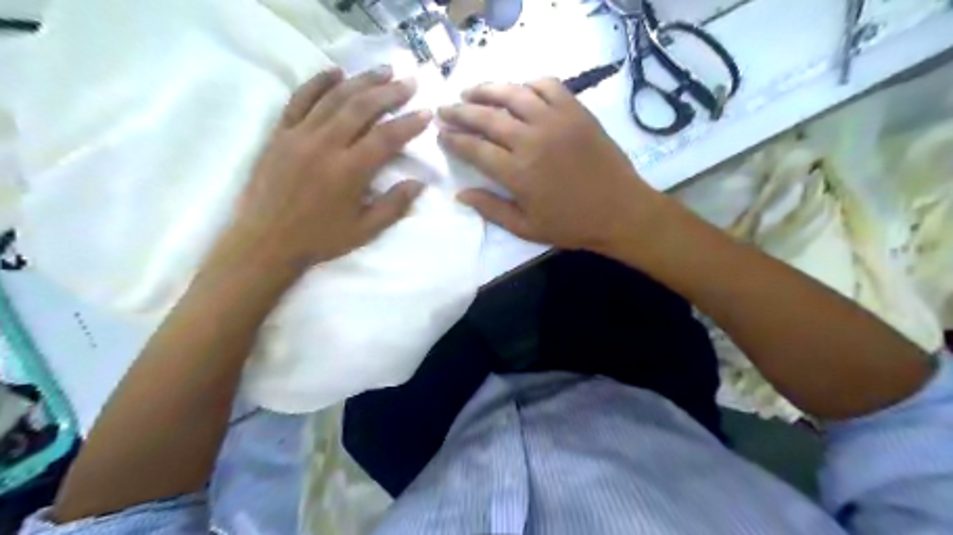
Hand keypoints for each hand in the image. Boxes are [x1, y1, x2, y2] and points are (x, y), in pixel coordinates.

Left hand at [223, 66, 432, 273]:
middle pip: (362, 108)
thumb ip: (393, 206)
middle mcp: (325, 146)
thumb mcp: (364, 231)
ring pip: (334, 98)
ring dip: (361, 81)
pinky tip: (335, 72)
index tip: (426, 113)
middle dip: (389, 92)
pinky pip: (299, 100)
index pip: (386, 138)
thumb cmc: (319, 239)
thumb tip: (419, 183)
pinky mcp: (280, 134)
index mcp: (349, 172)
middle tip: (409, 82)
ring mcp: (299, 135)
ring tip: (383, 71)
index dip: (409, 123)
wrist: (265, 242)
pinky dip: (318, 82)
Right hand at [434, 77, 664, 253]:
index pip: (474, 148)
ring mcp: (555, 120)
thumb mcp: (526, 228)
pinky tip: (519, 90)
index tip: (441, 134)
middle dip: (460, 111)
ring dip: (487, 90)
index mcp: (517, 172)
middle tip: (445, 109)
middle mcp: (531, 140)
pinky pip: (548, 85)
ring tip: (471, 91)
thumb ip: (491, 209)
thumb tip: (460, 194)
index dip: (453, 139)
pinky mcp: (576, 111)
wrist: (620, 211)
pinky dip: (529, 84)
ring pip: (513, 94)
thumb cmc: (571, 225)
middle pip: (486, 116)